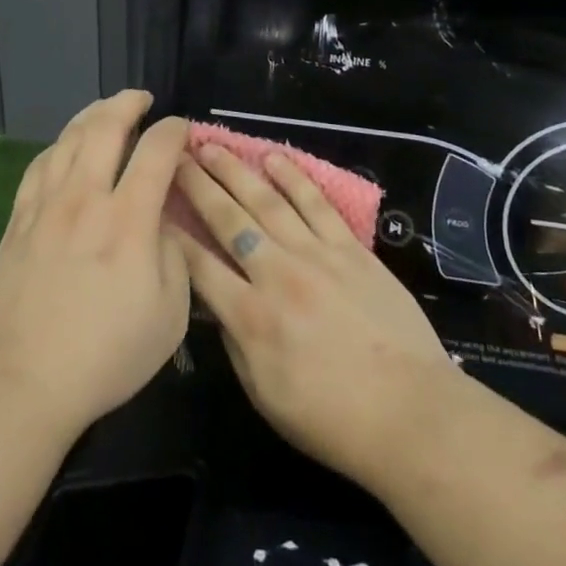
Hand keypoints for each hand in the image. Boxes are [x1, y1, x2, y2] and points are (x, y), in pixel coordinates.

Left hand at [0, 91, 190, 439]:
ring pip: (68, 139)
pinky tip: (64, 146)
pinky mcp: (19, 221)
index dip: (173, 130)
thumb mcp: (170, 314)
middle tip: (142, 98)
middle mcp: (86, 199)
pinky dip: (57, 145)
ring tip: (105, 109)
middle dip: (127, 103)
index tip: (181, 128)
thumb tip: (161, 220)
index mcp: (129, 220)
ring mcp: (46, 207)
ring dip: (91, 115)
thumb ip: (173, 254)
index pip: (156, 151)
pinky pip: (38, 166)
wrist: (23, 381)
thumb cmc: (106, 354)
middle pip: (104, 128)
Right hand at [170, 143, 455, 484]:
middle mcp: (276, 275)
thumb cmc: (332, 419)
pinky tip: (273, 158)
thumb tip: (217, 304)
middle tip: (175, 156)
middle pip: (228, 220)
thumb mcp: (265, 395)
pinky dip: (293, 178)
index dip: (173, 234)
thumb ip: (235, 343)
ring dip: (236, 170)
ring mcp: (316, 255)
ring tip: (212, 146)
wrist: (410, 413)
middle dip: (197, 185)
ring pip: (267, 201)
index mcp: (251, 317)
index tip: (155, 206)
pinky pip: (316, 204)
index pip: (199, 265)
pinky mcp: (350, 248)